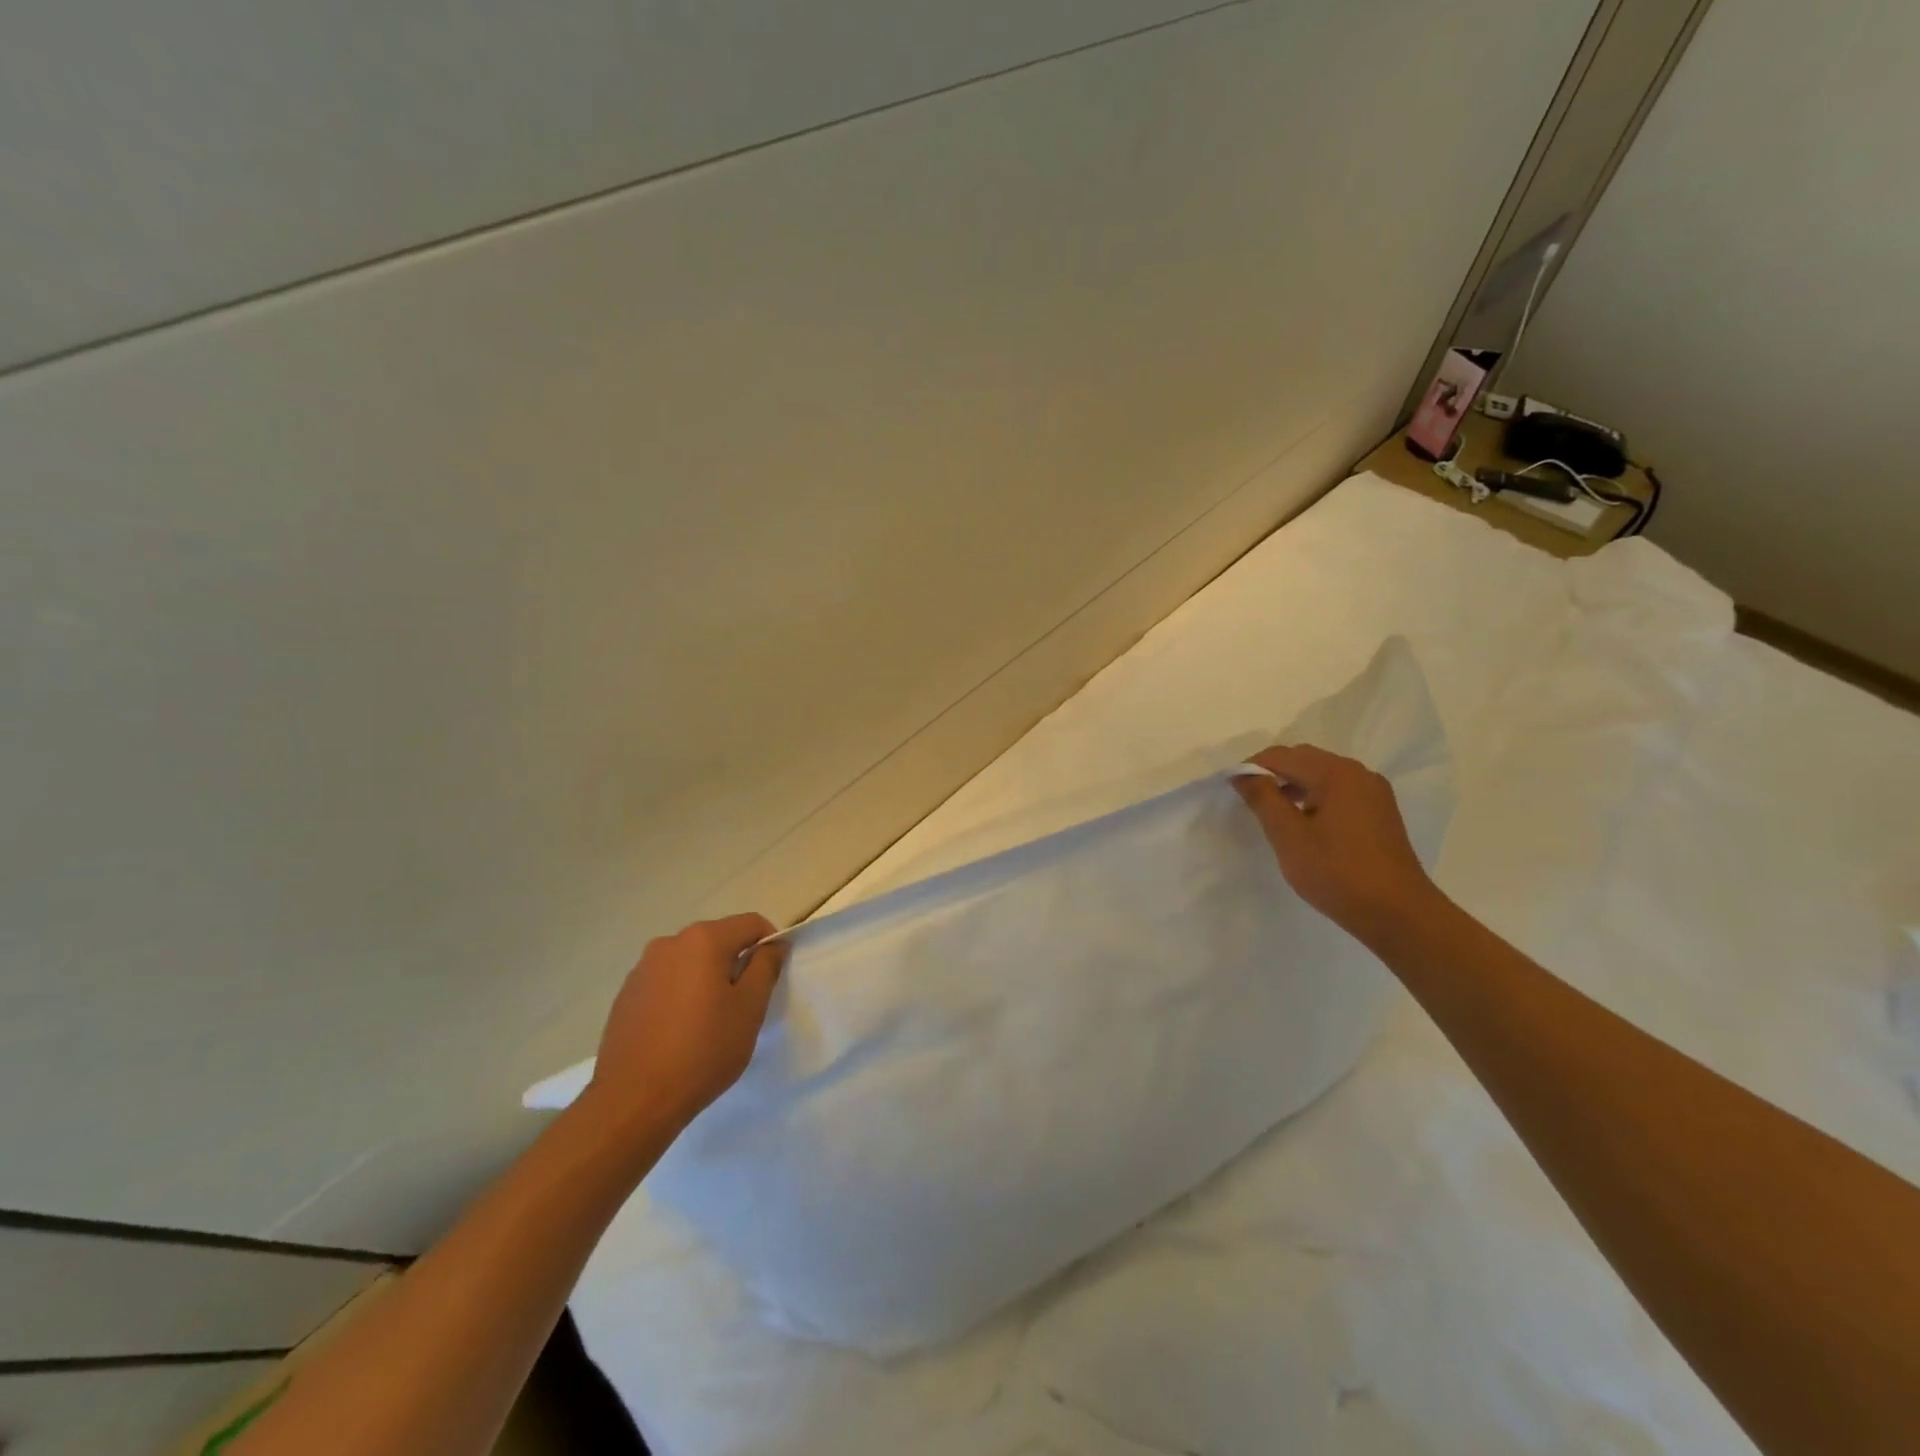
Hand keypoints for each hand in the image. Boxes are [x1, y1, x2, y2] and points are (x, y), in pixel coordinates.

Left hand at [586, 913, 788, 1134]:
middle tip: (743, 1006)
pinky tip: (679, 1032)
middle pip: (718, 940)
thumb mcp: (750, 1008)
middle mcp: (669, 943)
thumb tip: (773, 944)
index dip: (770, 944)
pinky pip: (666, 982)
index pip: (751, 924)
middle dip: (736, 964)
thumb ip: (766, 967)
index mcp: (703, 939)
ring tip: (709, 1022)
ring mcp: (642, 968)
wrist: (633, 1101)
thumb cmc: (703, 1050)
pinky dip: (681, 995)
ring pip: (690, 962)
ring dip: (707, 980)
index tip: (771, 979)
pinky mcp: (625, 995)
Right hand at [1231, 744, 1440, 939]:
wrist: (1398, 914)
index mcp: (1336, 773)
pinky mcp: (1379, 813)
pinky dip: (1314, 797)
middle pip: (1304, 759)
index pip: (1282, 756)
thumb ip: (1263, 799)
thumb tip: (1243, 774)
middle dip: (1273, 773)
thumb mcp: (1289, 836)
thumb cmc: (1337, 873)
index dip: (1252, 767)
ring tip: (1273, 813)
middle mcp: (1358, 774)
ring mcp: (1373, 793)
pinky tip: (1304, 823)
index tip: (1231, 788)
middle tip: (1249, 800)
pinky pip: (1338, 791)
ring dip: (1293, 785)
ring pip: (1322, 775)